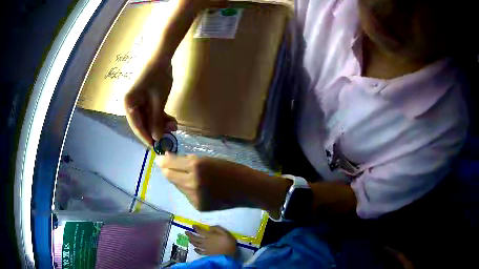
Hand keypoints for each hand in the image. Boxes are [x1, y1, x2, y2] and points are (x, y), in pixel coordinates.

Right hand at [124, 62, 176, 146]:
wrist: (162, 56)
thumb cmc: (158, 77)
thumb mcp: (158, 101)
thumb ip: (156, 120)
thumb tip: (156, 138)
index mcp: (128, 104)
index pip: (137, 127)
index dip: (147, 138)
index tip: (157, 148)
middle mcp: (130, 104)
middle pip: (143, 123)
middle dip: (157, 130)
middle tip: (171, 135)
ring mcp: (137, 100)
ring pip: (148, 118)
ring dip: (161, 123)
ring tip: (174, 125)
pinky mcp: (145, 97)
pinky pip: (151, 111)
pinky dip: (161, 115)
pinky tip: (171, 119)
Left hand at [156, 154, 247, 210]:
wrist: (247, 189)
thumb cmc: (231, 169)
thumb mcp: (209, 160)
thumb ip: (188, 160)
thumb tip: (168, 159)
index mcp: (197, 165)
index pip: (170, 163)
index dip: (163, 161)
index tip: (159, 159)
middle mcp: (192, 182)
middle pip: (169, 176)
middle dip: (167, 170)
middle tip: (168, 166)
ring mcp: (195, 197)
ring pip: (178, 186)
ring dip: (179, 180)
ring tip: (191, 177)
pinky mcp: (198, 207)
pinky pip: (187, 195)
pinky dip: (189, 190)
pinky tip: (200, 188)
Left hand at [186, 225, 236, 256]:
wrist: (229, 254)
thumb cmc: (228, 242)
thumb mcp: (225, 233)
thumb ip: (217, 229)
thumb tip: (209, 227)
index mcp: (210, 236)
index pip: (200, 231)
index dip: (195, 228)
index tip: (193, 226)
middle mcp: (205, 242)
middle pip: (195, 238)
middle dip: (189, 235)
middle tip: (186, 232)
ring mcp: (205, 248)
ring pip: (196, 244)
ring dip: (191, 241)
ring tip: (189, 239)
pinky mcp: (207, 253)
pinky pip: (199, 252)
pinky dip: (196, 250)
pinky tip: (195, 249)